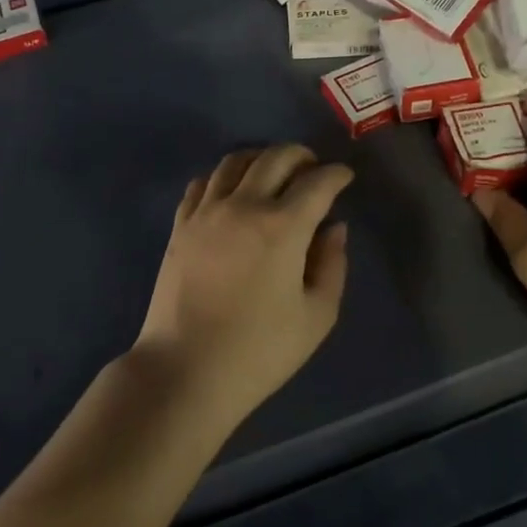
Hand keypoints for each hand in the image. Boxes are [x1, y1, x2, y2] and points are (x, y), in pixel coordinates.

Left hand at [134, 145, 352, 431]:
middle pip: (275, 157)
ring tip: (273, 173)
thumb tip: (333, 229)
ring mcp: (207, 212)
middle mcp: (244, 206)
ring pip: (235, 161)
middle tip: (313, 169)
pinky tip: (231, 192)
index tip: (345, 177)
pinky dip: (223, 177)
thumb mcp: (316, 317)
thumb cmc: (259, 351)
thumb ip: (332, 265)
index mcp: (283, 227)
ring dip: (261, 158)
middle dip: (301, 155)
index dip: (336, 174)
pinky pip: (202, 183)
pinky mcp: (180, 225)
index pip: (317, 182)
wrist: (185, 370)